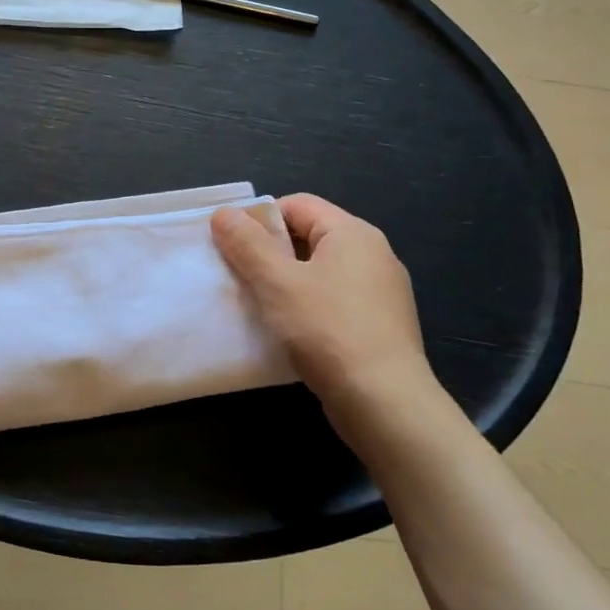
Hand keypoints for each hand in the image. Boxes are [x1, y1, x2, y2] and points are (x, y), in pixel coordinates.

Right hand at [212, 195, 434, 425]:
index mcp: (353, 233)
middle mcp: (373, 254)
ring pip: (319, 271)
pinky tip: (288, 330)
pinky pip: (333, 300)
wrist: (385, 403)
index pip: (297, 205)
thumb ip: (247, 244)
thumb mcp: (277, 283)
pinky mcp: (380, 324)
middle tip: (238, 275)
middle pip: (308, 236)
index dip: (259, 219)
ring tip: (258, 303)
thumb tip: (224, 213)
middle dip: (269, 252)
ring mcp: (381, 291)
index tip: (231, 246)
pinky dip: (307, 306)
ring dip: (285, 282)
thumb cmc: (328, 331)